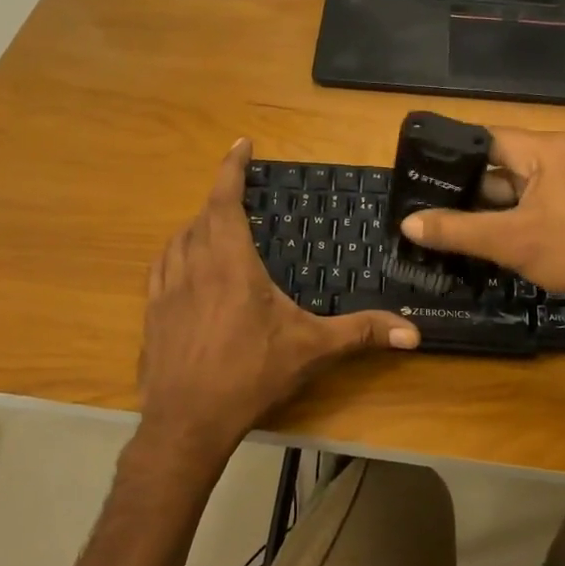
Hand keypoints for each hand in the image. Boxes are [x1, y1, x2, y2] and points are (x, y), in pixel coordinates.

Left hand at [137, 139, 418, 472]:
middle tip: (242, 198)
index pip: (225, 200)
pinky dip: (176, 254)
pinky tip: (186, 268)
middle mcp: (193, 265)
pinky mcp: (151, 313)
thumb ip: (360, 333)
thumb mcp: (311, 350)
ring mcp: (166, 289)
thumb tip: (413, 332)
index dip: (231, 167)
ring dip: (197, 227)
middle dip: (221, 200)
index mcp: (230, 263)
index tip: (240, 143)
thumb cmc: (250, 375)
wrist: (187, 422)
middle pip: (202, 216)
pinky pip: (161, 267)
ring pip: (177, 240)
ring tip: (216, 230)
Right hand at [398, 127, 564, 324]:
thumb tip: (408, 223)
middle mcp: (559, 155)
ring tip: (445, 224)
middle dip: (465, 188)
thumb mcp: (510, 241)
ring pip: (516, 187)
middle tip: (424, 205)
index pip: (485, 139)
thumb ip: (456, 231)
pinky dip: (511, 217)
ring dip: (487, 207)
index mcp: (545, 149)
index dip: (450, 155)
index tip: (418, 173)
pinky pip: (534, 202)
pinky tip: (484, 238)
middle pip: (499, 164)